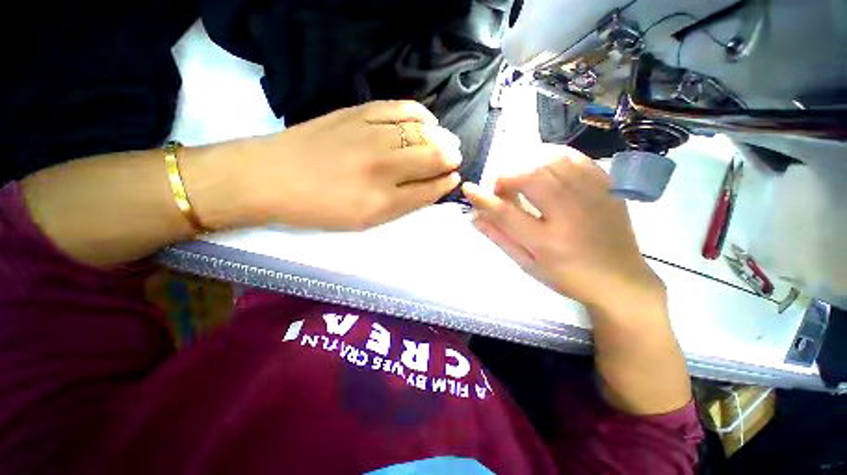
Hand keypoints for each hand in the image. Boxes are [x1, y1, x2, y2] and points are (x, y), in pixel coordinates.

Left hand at [237, 100, 461, 229]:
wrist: (272, 177)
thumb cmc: (321, 208)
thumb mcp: (365, 220)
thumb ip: (401, 205)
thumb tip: (431, 187)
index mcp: (384, 200)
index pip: (430, 188)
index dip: (447, 183)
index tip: (454, 178)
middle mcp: (384, 166)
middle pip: (433, 156)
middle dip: (451, 158)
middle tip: (454, 159)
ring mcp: (372, 135)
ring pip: (422, 132)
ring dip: (441, 138)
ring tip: (446, 142)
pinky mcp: (359, 113)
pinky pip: (401, 108)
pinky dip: (421, 114)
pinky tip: (427, 121)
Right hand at [462, 145, 663, 315]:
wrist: (621, 280)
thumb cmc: (568, 277)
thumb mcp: (528, 264)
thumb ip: (500, 238)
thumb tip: (475, 217)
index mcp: (548, 243)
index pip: (506, 213)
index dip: (483, 199)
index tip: (468, 188)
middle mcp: (570, 214)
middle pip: (531, 177)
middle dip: (505, 177)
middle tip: (499, 188)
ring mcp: (592, 196)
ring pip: (552, 160)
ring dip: (525, 163)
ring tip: (517, 176)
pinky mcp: (607, 186)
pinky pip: (575, 157)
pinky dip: (551, 155)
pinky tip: (541, 165)